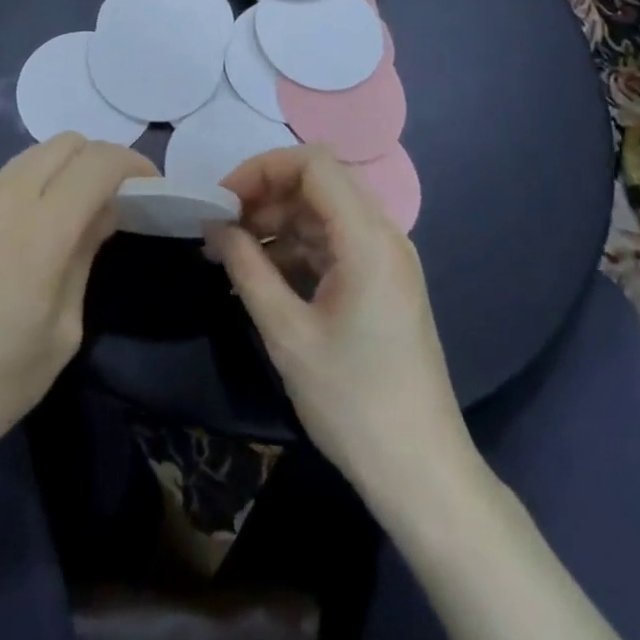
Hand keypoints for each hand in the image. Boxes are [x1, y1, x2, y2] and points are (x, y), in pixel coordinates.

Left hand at [0, 133, 154, 490]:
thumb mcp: (61, 333)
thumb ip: (84, 257)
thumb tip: (104, 212)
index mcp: (40, 229)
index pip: (98, 163)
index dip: (133, 166)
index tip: (150, 188)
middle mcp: (3, 199)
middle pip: (66, 142)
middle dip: (100, 159)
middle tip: (114, 199)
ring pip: (31, 155)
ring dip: (63, 169)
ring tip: (74, 212)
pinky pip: (1, 180)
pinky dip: (30, 185)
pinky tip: (28, 231)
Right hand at [207, 147, 466, 501]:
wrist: (423, 475)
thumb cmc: (353, 402)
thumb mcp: (287, 334)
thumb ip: (247, 268)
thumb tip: (215, 227)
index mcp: (367, 238)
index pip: (313, 163)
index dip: (262, 169)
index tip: (223, 201)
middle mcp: (384, 235)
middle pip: (319, 183)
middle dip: (265, 196)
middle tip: (222, 230)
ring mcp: (387, 259)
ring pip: (324, 213)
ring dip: (278, 224)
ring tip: (233, 256)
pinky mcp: (384, 283)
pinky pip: (335, 244)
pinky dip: (297, 249)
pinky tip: (264, 279)